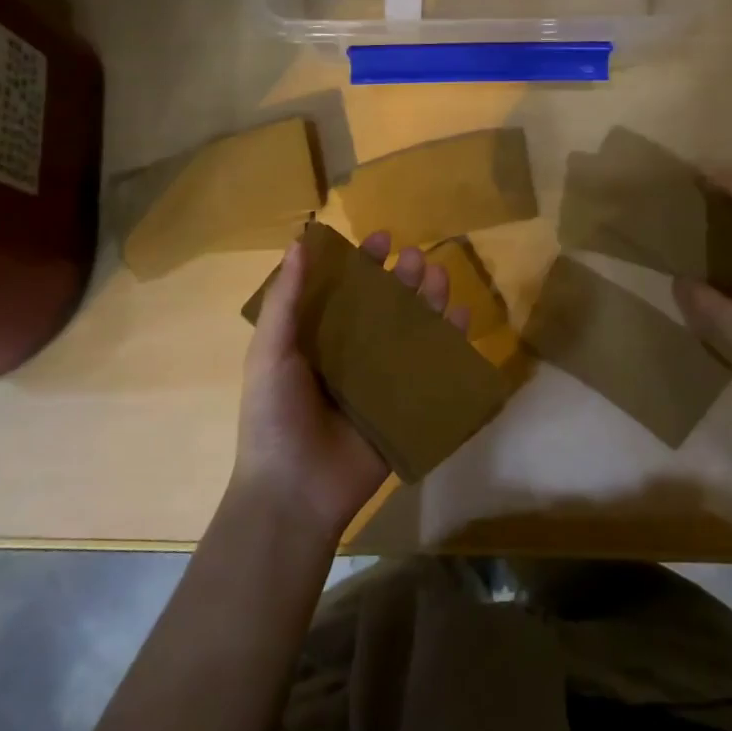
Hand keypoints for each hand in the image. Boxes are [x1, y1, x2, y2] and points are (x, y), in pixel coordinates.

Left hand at [233, 231, 468, 540]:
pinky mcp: (405, 407)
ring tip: (440, 277)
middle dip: (402, 279)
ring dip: (428, 302)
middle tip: (417, 257)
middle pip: (384, 307)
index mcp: (318, 339)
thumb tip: (299, 240)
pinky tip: (461, 319)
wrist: (294, 492)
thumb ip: (285, 299)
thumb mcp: (270, 352)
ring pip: (412, 332)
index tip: (381, 238)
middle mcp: (352, 354)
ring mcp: (381, 381)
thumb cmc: (275, 416)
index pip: (345, 291)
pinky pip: (432, 369)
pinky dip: (449, 343)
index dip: (362, 263)